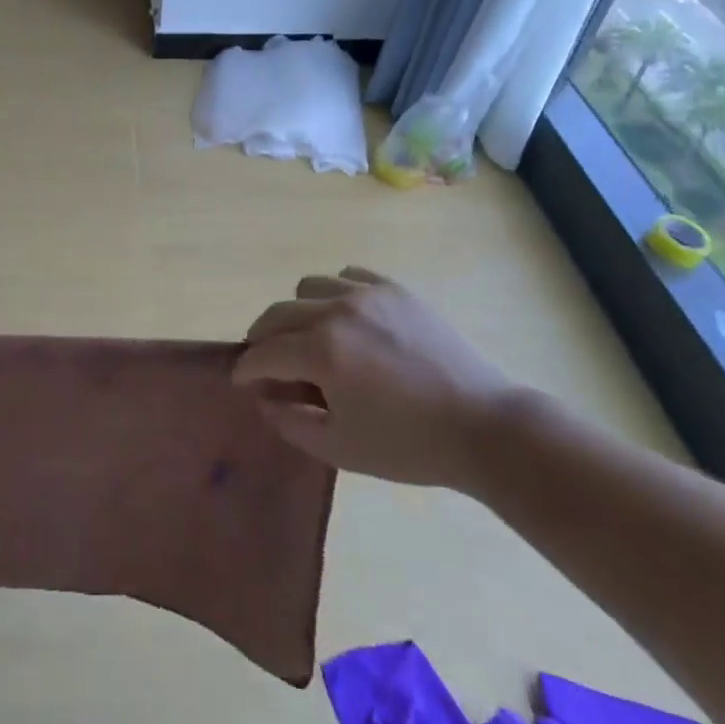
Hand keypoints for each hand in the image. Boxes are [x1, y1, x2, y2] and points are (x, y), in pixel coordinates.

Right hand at [231, 267, 516, 490]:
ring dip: (297, 311)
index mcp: (322, 351)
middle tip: (266, 360)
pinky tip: (346, 317)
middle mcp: (337, 311)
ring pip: (309, 286)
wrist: (484, 426)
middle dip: (263, 338)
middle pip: (279, 313)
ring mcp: (369, 294)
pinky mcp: (396, 289)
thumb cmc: (409, 445)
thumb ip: (290, 422)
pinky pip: (348, 275)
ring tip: (309, 336)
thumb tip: (264, 397)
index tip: (241, 379)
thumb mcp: (340, 448)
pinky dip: (335, 292)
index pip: (264, 352)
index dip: (246, 368)